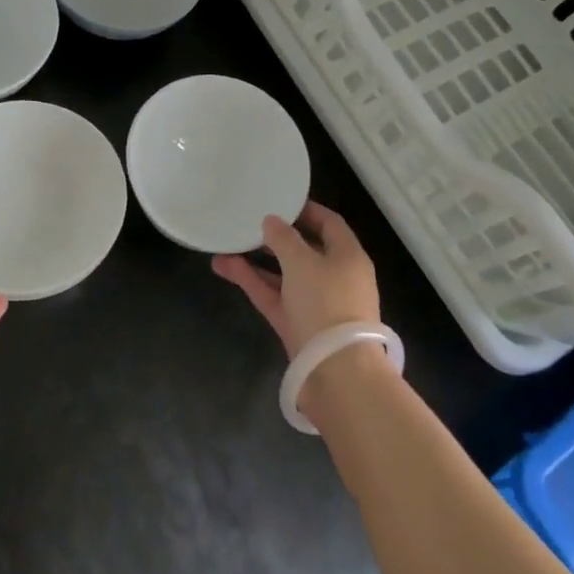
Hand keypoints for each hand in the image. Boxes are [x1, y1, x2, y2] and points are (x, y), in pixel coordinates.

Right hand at [211, 200, 379, 358]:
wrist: (336, 372)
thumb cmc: (326, 303)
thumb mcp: (302, 262)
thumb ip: (284, 238)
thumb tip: (272, 221)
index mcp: (348, 256)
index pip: (329, 223)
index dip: (306, 210)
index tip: (279, 200)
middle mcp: (335, 277)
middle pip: (304, 249)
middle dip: (276, 236)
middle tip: (249, 222)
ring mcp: (315, 303)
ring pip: (284, 274)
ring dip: (257, 260)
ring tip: (226, 244)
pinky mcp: (297, 325)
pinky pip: (274, 295)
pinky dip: (253, 281)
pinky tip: (226, 266)